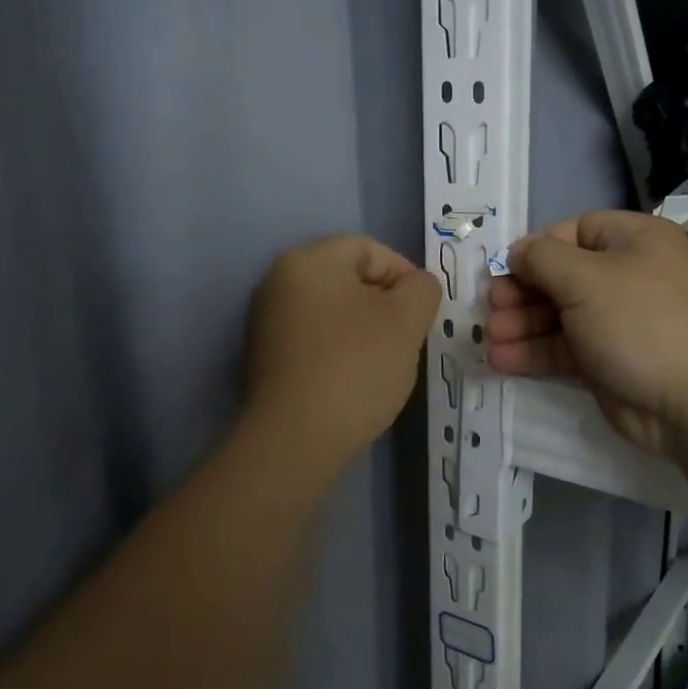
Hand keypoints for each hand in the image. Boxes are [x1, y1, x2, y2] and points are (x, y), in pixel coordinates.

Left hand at [244, 234, 441, 473]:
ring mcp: (266, 320)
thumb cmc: (355, 367)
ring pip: (334, 309)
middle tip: (407, 337)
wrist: (296, 440)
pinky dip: (340, 348)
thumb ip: (422, 289)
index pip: (369, 248)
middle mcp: (278, 281)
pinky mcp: (265, 356)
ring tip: (384, 362)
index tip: (421, 312)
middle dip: (385, 303)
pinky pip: (315, 337)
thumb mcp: (406, 320)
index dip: (404, 274)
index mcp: (308, 260)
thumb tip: (416, 286)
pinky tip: (355, 379)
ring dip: (365, 328)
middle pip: (349, 277)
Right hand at [485, 211, 687, 455]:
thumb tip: (518, 252)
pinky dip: (533, 352)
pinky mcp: (607, 359)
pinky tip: (501, 360)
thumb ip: (543, 259)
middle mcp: (626, 275)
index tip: (505, 269)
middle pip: (561, 275)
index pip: (574, 230)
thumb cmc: (641, 322)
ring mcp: (617, 320)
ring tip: (490, 339)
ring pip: (558, 314)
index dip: (536, 247)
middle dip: (521, 291)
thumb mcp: (587, 279)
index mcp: (633, 240)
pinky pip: (564, 347)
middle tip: (491, 308)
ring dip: (521, 324)